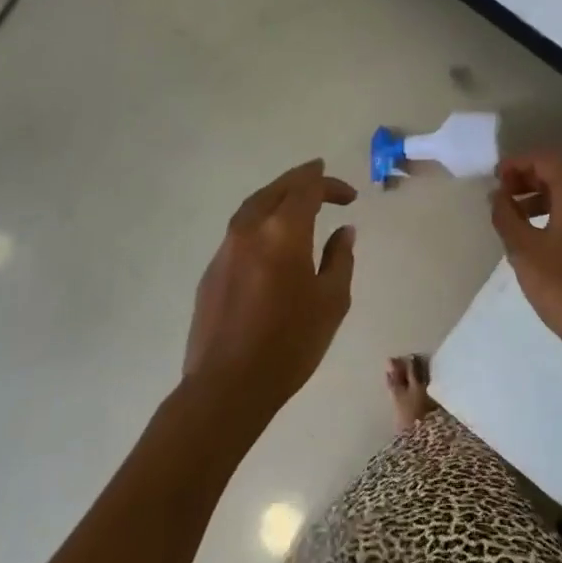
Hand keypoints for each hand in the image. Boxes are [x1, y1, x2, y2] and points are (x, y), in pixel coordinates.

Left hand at [184, 159, 357, 422]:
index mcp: (283, 232)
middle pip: (277, 189)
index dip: (330, 185)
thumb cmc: (289, 344)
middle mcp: (250, 229)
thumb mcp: (331, 302)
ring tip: (296, 199)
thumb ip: (340, 259)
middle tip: (321, 176)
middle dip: (302, 179)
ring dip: (278, 196)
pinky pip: (241, 229)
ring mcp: (226, 248)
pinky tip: (271, 237)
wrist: (226, 386)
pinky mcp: (212, 270)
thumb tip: (344, 232)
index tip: (350, 197)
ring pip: (254, 205)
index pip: (307, 189)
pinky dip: (261, 219)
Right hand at [489, 152, 561, 373]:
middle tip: (501, 197)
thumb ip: (506, 216)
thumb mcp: (524, 251)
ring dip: (543, 199)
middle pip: (561, 174)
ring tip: (516, 220)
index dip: (517, 164)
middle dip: (528, 180)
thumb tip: (498, 195)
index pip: (545, 160)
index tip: (493, 180)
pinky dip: (560, 214)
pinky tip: (543, 239)